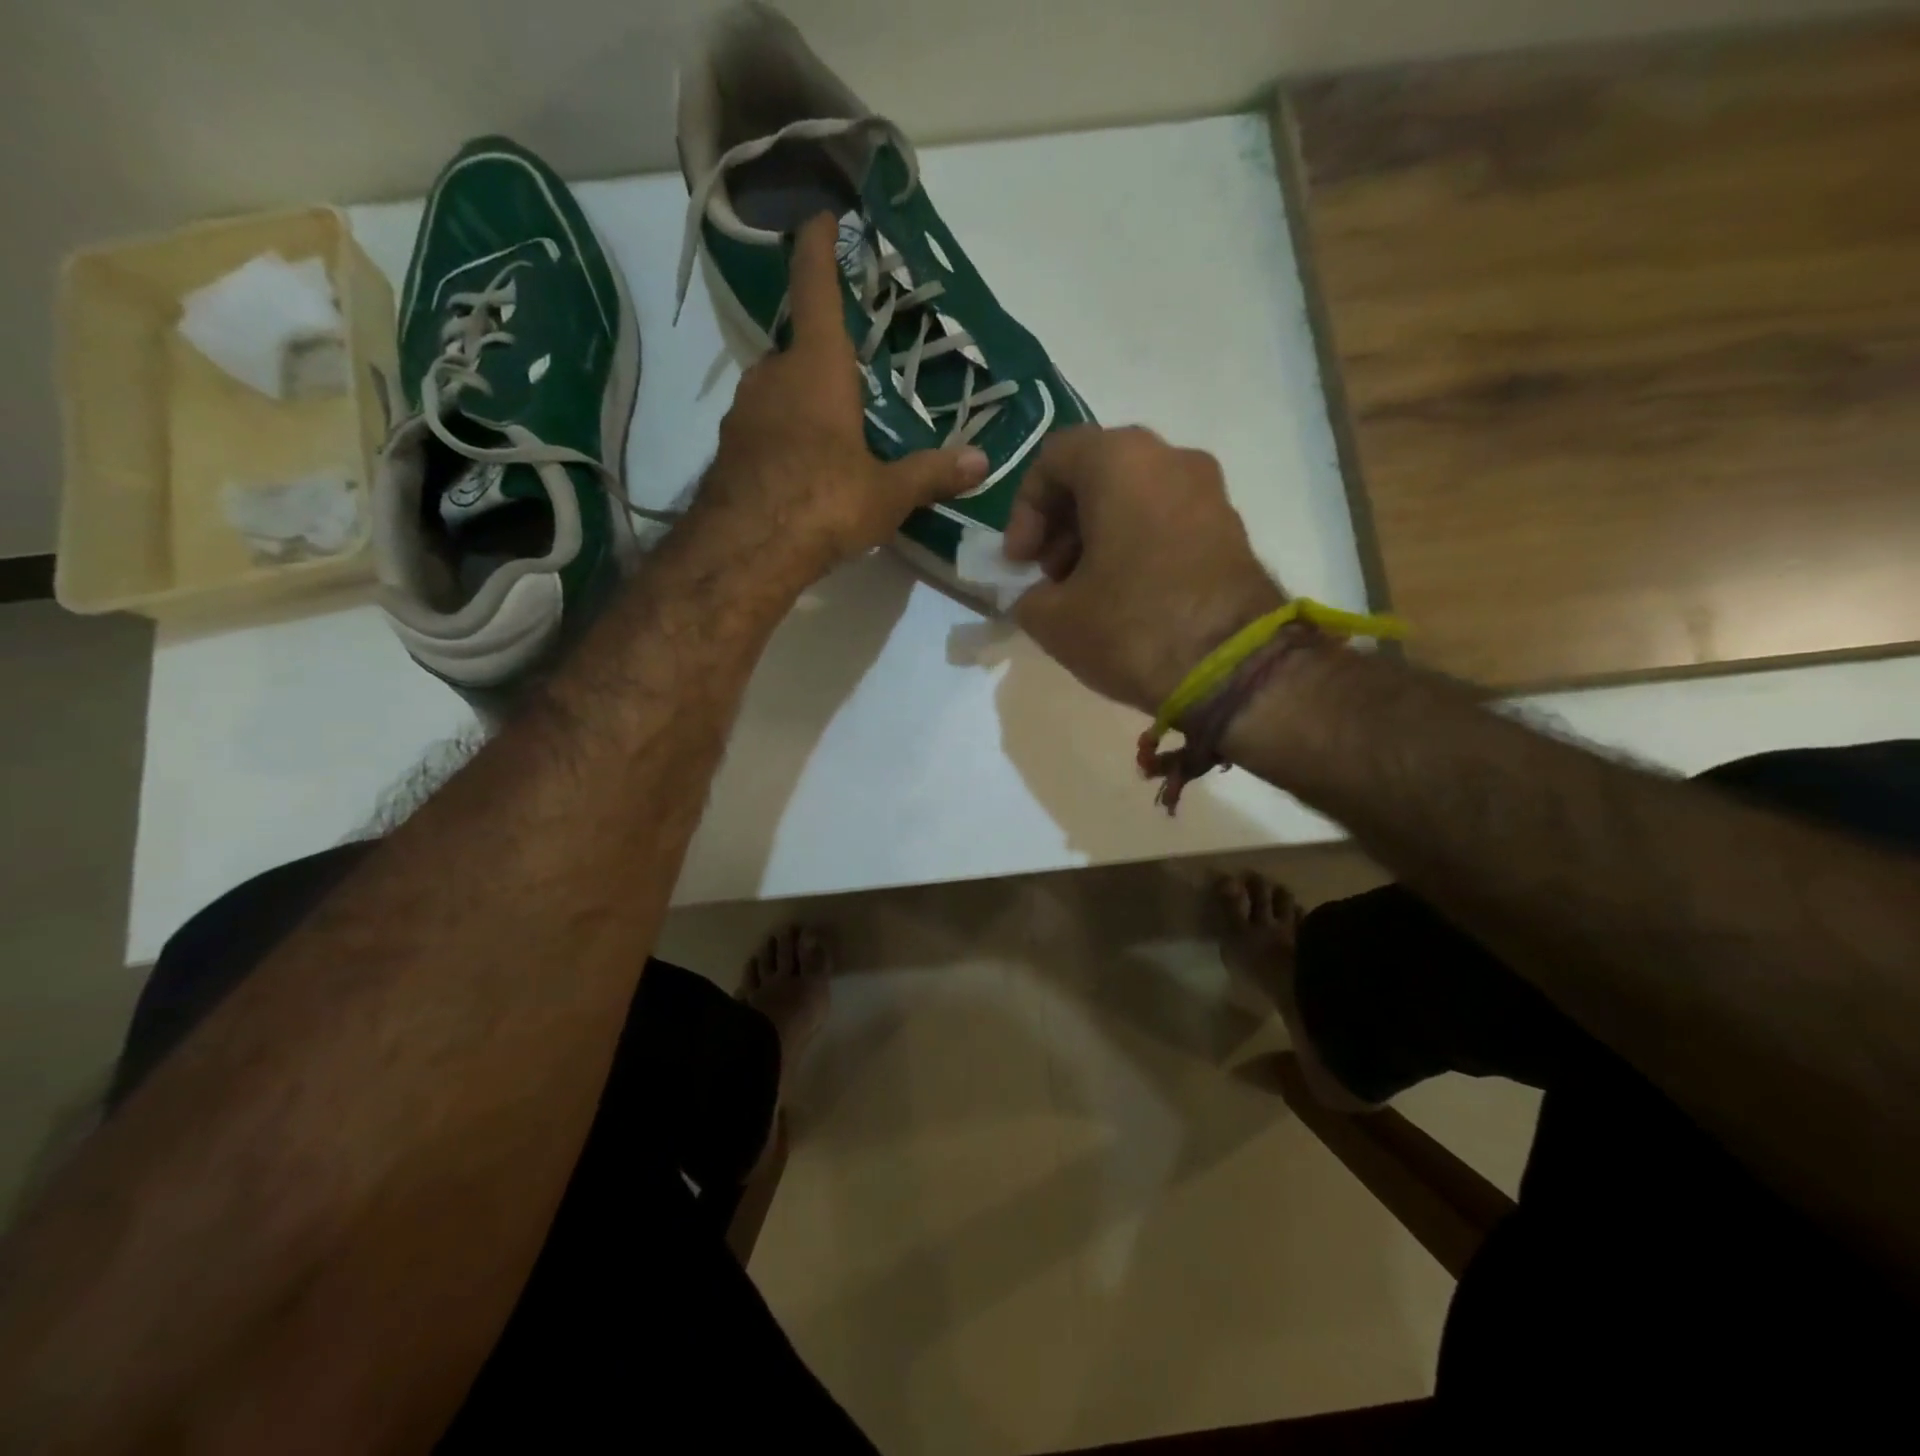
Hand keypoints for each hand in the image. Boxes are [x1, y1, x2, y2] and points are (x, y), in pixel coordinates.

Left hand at [696, 212, 988, 590]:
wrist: (746, 550)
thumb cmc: (824, 502)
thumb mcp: (887, 493)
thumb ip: (932, 474)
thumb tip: (982, 462)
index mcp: (817, 369)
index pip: (816, 289)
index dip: (818, 249)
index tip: (819, 216)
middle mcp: (774, 377)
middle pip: (799, 349)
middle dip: (824, 357)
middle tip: (853, 379)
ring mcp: (744, 413)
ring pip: (778, 390)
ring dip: (802, 400)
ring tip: (834, 433)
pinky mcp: (728, 450)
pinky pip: (763, 427)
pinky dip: (783, 436)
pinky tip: (801, 469)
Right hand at [1005, 426, 1284, 714]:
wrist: (1234, 668)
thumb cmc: (1132, 627)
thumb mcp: (1054, 619)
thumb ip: (1027, 596)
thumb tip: (1036, 596)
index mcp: (1120, 460)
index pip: (1053, 458)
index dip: (1023, 510)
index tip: (1020, 561)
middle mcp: (1170, 457)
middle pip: (1096, 474)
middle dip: (1061, 524)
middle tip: (1049, 575)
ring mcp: (1209, 490)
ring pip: (1133, 496)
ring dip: (1097, 536)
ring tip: (1085, 591)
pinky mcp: (1231, 527)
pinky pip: (1166, 519)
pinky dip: (1135, 544)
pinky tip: (1125, 596)